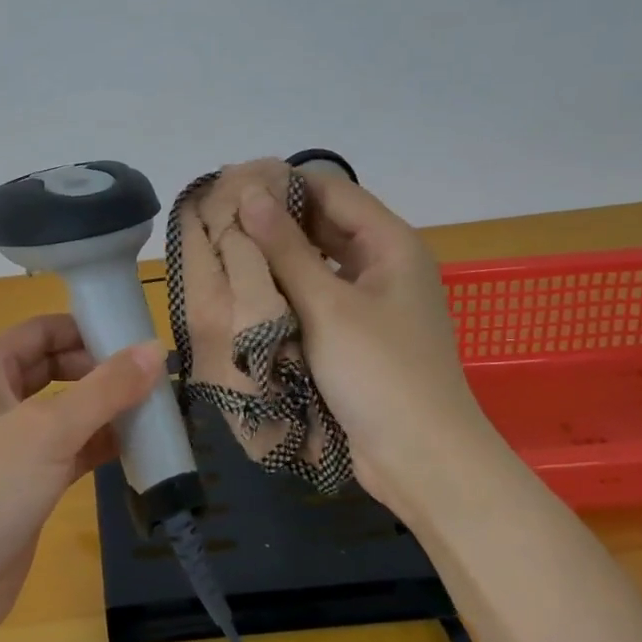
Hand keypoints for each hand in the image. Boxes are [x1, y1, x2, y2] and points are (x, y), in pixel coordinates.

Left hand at [0, 315, 162, 641]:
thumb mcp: (48, 429)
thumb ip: (105, 388)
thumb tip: (155, 349)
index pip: (44, 330)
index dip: (88, 329)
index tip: (139, 338)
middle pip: (58, 367)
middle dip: (103, 371)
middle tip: (156, 379)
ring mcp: (12, 442)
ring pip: (68, 411)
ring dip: (108, 410)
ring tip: (160, 411)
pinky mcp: (27, 482)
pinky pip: (72, 450)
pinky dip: (102, 446)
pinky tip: (141, 450)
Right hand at [238, 172, 509, 520]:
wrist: (420, 458)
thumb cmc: (379, 372)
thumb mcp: (327, 305)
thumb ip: (286, 248)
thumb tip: (251, 195)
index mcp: (391, 244)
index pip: (332, 191)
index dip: (284, 183)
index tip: (232, 185)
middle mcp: (384, 264)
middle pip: (325, 224)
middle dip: (276, 220)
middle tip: (221, 218)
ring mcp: (372, 301)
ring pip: (318, 262)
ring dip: (278, 256)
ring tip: (227, 248)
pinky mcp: (357, 333)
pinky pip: (317, 296)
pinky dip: (288, 289)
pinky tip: (251, 290)